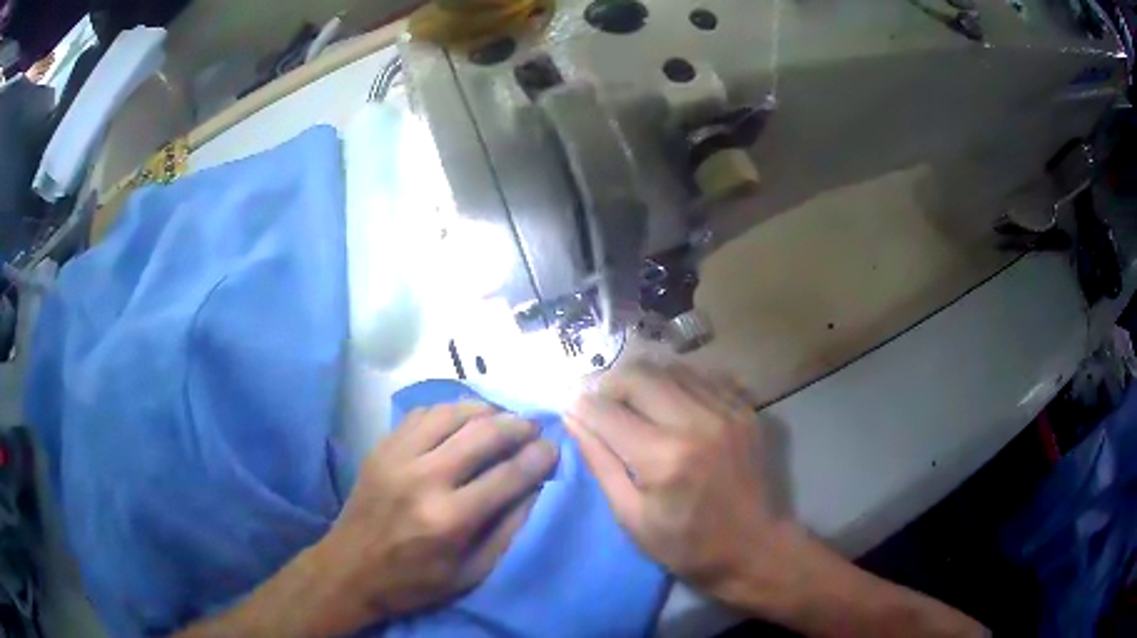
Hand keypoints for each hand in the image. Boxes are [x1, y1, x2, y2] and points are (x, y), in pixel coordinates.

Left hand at [313, 402, 558, 631]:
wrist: (349, 569)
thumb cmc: (414, 582)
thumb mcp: (470, 574)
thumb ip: (506, 531)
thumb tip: (536, 489)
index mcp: (449, 520)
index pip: (508, 476)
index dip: (538, 457)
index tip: (553, 448)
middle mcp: (424, 479)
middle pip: (483, 434)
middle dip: (517, 426)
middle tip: (533, 427)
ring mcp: (397, 457)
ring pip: (452, 413)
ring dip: (485, 411)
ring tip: (502, 418)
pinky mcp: (382, 448)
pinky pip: (423, 414)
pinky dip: (450, 410)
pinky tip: (463, 419)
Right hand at [564, 361, 781, 592]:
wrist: (754, 548)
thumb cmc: (686, 545)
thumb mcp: (631, 516)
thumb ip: (600, 462)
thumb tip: (573, 418)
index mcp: (664, 458)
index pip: (606, 411)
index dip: (581, 406)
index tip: (571, 409)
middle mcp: (697, 422)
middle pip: (638, 374)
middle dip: (610, 385)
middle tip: (602, 405)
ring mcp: (727, 410)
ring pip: (670, 368)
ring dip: (644, 381)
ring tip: (635, 406)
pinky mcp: (745, 409)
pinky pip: (702, 376)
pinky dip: (677, 384)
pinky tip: (671, 406)